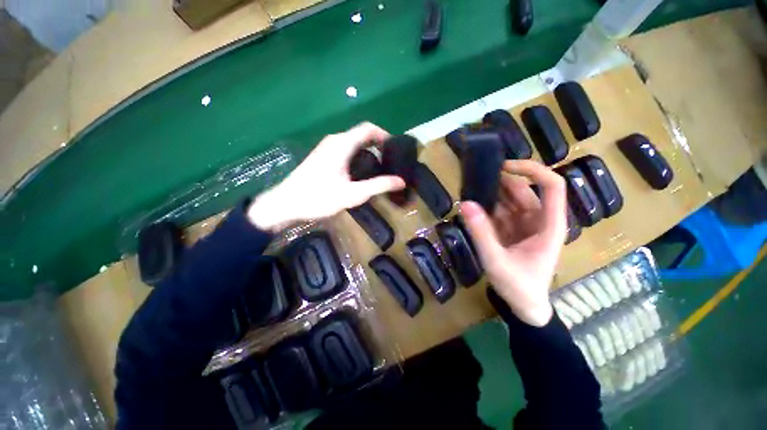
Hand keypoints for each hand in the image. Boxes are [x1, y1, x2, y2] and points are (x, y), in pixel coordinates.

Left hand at [247, 122, 405, 230]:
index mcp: (342, 144)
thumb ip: (378, 186)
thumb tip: (401, 180)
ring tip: (380, 168)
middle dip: (378, 145)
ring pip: (353, 143)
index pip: (368, 129)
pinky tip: (361, 172)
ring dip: (368, 151)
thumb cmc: (318, 198)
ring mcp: (326, 148)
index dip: (384, 135)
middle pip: (361, 135)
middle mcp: (334, 141)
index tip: (396, 149)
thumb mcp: (352, 194)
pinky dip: (358, 156)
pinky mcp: (322, 156)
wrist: (285, 204)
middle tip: (391, 161)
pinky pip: (345, 150)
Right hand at [460, 160, 567, 326]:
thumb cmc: (519, 286)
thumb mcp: (496, 260)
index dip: (531, 170)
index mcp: (549, 225)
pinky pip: (500, 211)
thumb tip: (465, 203)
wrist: (524, 306)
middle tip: (473, 177)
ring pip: (510, 199)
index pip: (551, 186)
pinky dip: (486, 206)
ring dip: (491, 193)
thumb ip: (481, 233)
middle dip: (501, 181)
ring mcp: (525, 224)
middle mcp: (540, 219)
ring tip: (468, 188)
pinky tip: (471, 205)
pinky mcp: (512, 230)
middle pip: (524, 190)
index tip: (503, 167)